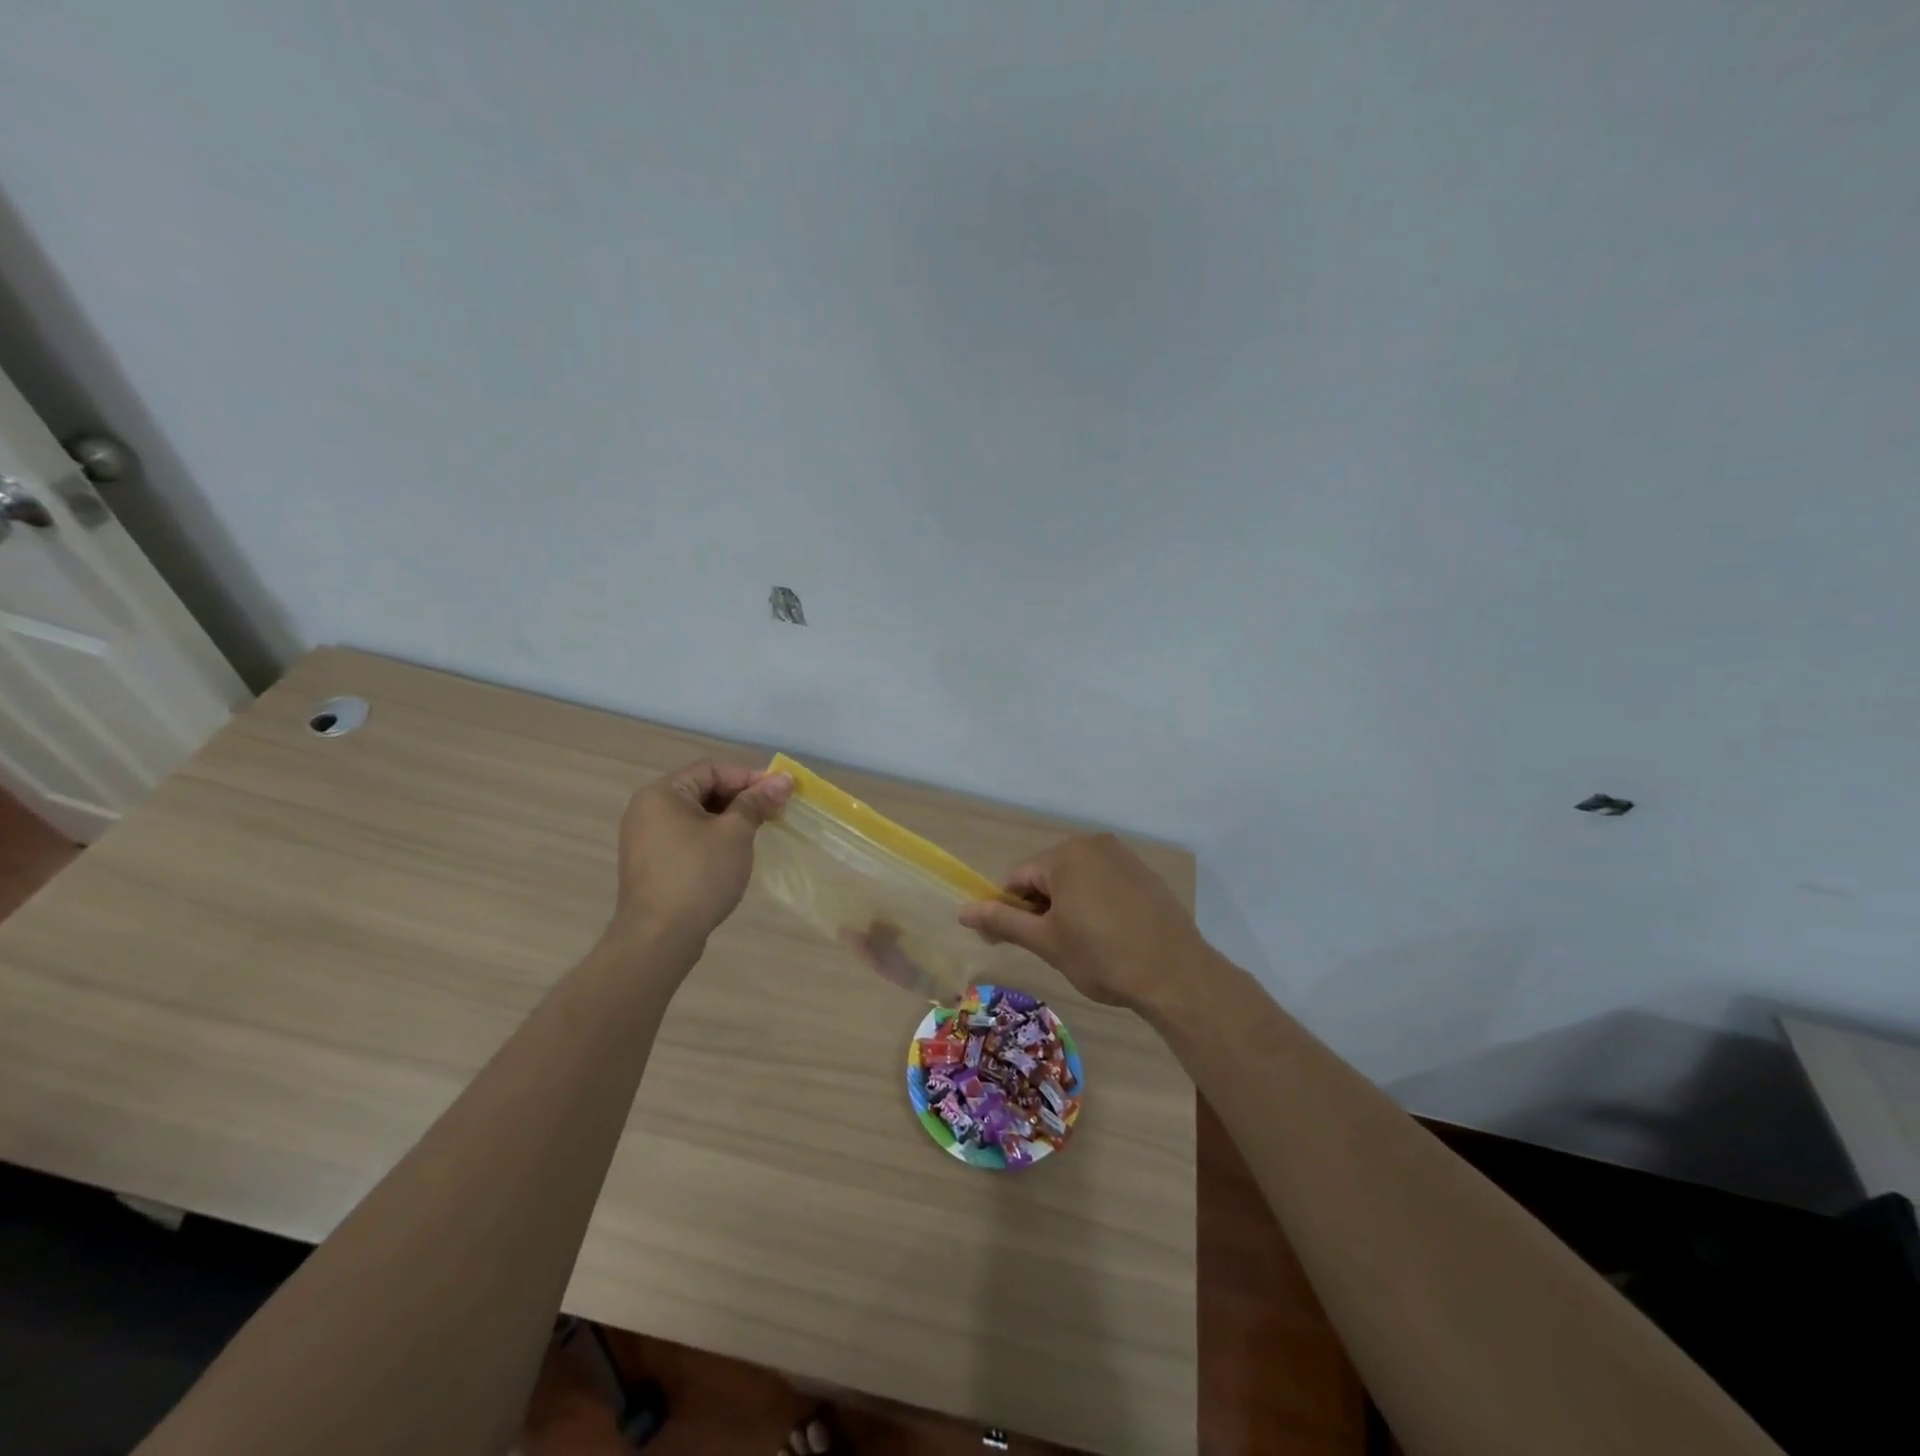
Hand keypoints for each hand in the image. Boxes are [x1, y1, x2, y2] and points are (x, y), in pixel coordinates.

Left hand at [610, 760, 792, 945]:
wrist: (658, 938)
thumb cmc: (698, 876)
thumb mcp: (735, 833)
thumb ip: (757, 802)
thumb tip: (783, 779)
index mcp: (662, 793)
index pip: (712, 769)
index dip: (750, 777)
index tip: (781, 792)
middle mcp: (647, 809)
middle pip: (703, 789)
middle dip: (741, 798)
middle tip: (774, 812)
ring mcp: (645, 838)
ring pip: (696, 815)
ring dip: (730, 819)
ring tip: (759, 832)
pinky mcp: (651, 863)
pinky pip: (687, 837)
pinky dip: (713, 838)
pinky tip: (734, 853)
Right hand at [958, 833, 1207, 1011]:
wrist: (1175, 974)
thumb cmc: (1102, 956)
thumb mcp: (1046, 941)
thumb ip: (1003, 920)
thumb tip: (963, 911)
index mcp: (1065, 855)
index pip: (1017, 879)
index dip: (1008, 910)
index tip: (1008, 941)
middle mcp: (1094, 844)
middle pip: (1048, 876)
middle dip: (1041, 908)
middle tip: (1050, 947)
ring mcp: (1124, 857)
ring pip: (1077, 880)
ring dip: (1068, 906)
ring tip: (1080, 944)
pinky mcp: (1145, 875)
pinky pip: (1105, 884)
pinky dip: (1096, 904)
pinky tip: (1108, 935)